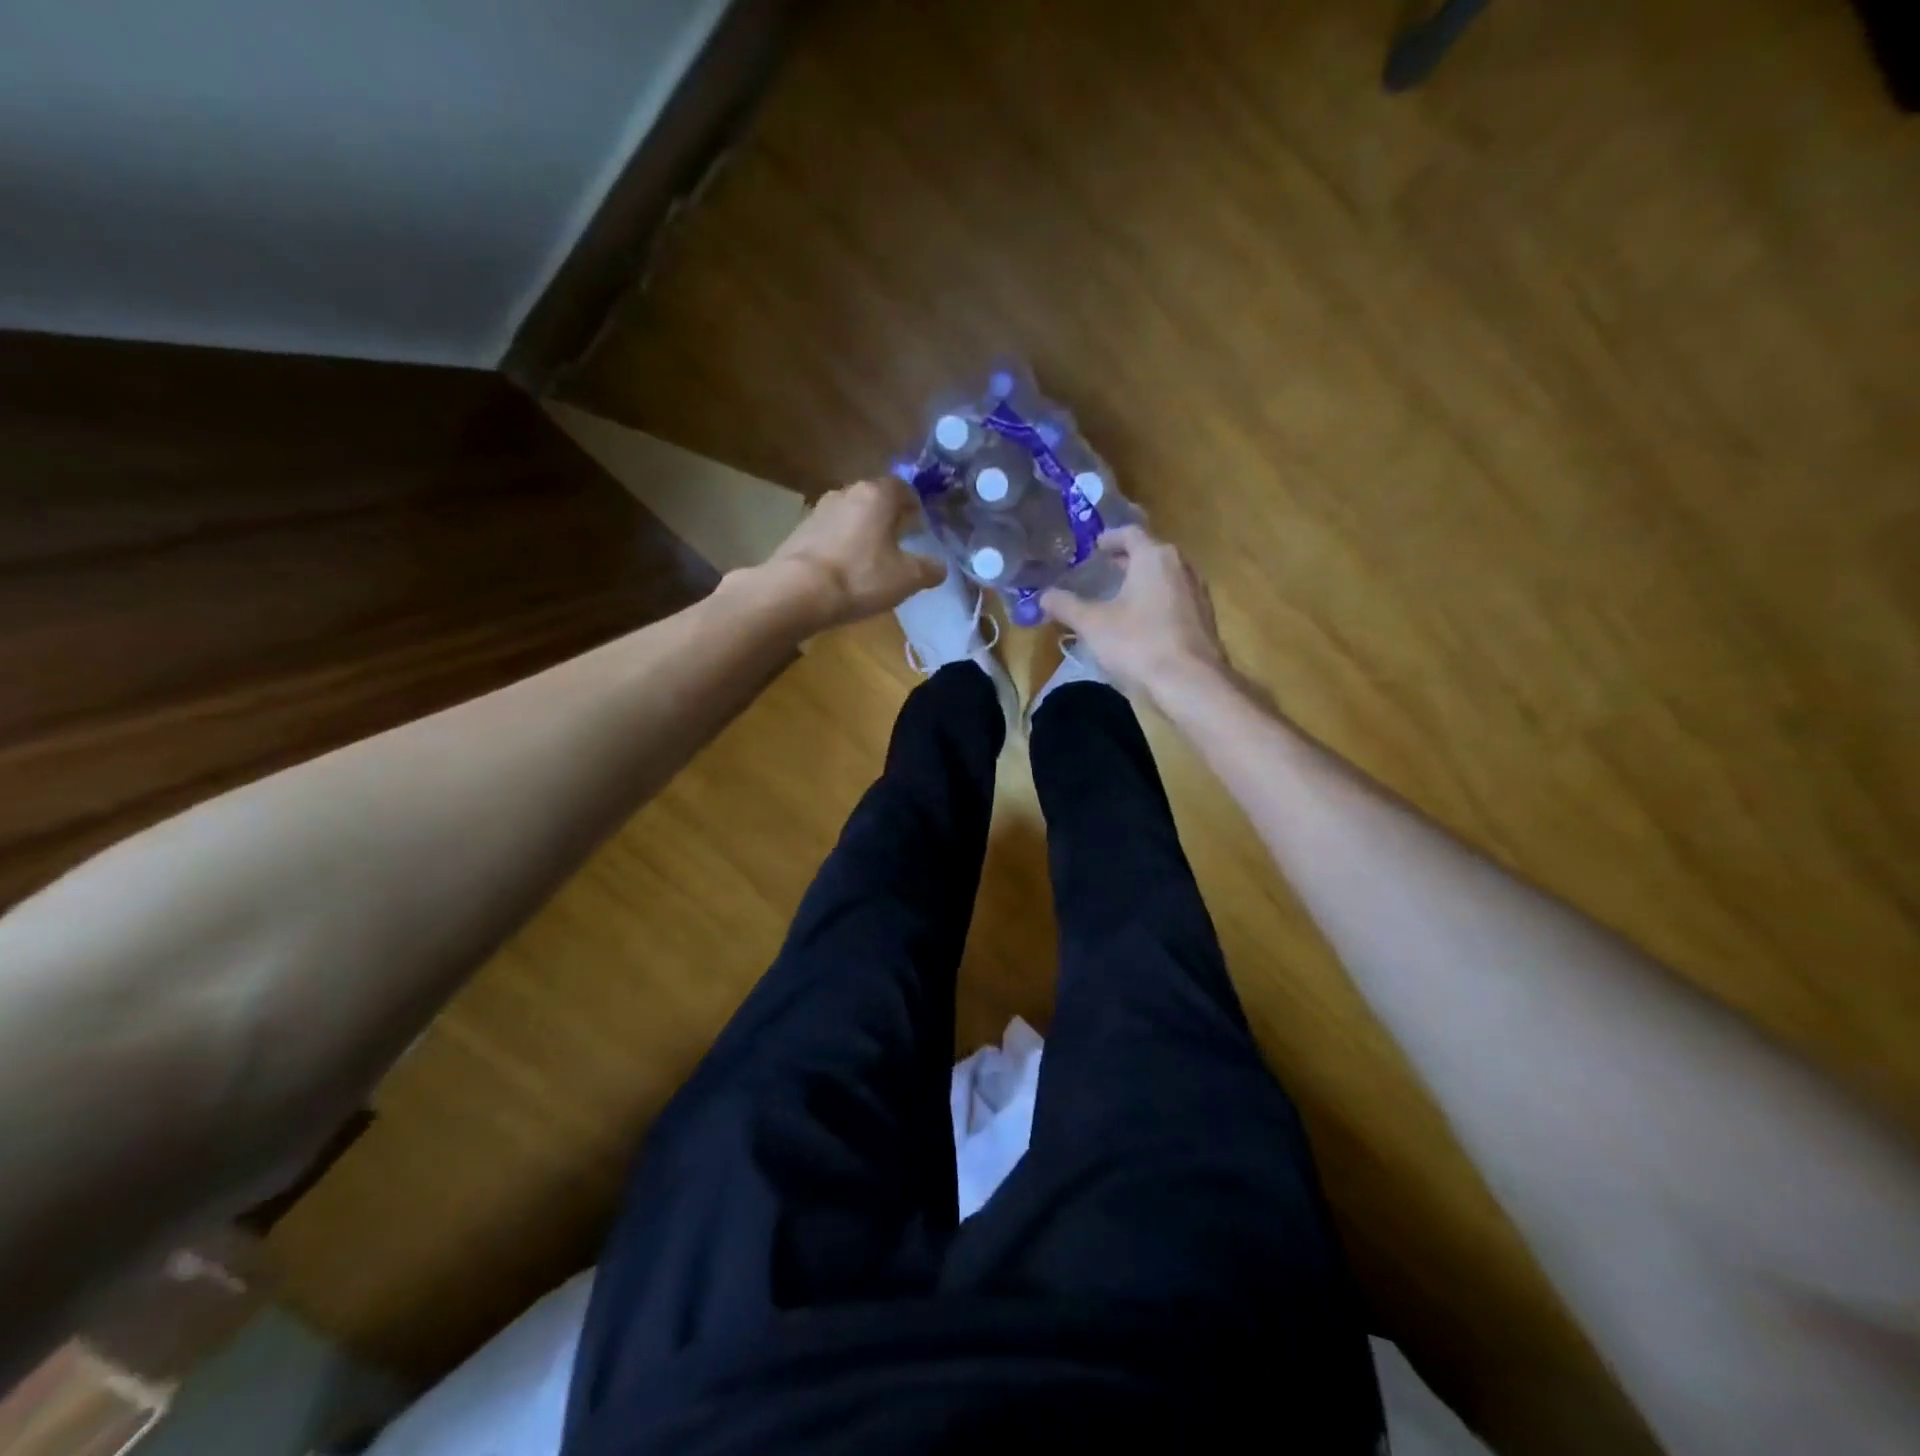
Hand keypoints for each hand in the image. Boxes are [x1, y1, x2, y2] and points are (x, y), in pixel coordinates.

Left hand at [759, 479, 943, 632]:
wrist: (797, 592)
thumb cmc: (861, 577)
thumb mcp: (906, 578)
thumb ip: (928, 570)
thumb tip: (940, 567)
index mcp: (877, 495)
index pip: (903, 488)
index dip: (914, 505)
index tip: (919, 525)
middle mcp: (846, 492)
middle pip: (874, 499)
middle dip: (887, 517)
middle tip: (898, 542)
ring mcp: (818, 510)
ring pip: (849, 515)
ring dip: (861, 531)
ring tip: (870, 558)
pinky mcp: (799, 531)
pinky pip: (829, 533)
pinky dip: (840, 545)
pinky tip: (843, 569)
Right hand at [1039, 526, 1228, 710]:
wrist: (1191, 683)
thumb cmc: (1138, 644)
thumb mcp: (1092, 624)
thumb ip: (1066, 606)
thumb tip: (1043, 595)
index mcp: (1154, 557)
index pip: (1130, 533)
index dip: (1109, 537)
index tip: (1094, 547)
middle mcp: (1181, 566)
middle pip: (1150, 554)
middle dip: (1126, 560)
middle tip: (1103, 570)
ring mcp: (1197, 593)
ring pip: (1165, 577)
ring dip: (1142, 582)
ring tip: (1119, 597)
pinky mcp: (1204, 619)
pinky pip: (1175, 599)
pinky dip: (1156, 601)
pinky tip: (1141, 623)